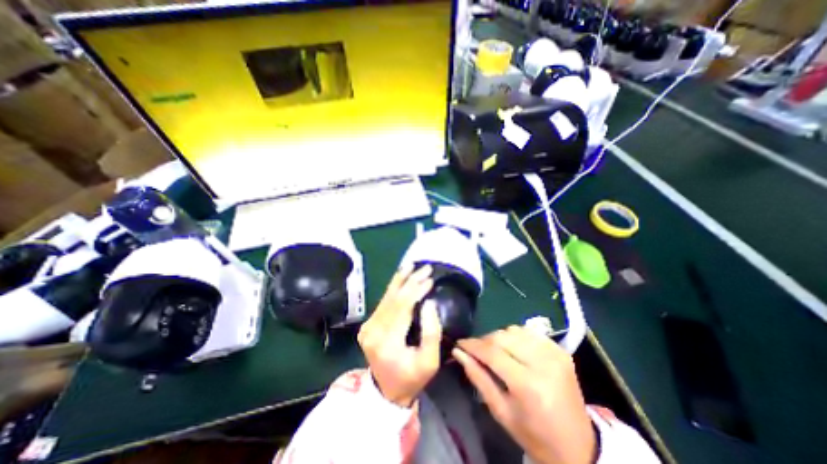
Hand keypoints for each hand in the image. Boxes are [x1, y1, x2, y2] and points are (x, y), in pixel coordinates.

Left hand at [359, 265, 441, 406]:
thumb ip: (431, 332)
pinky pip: (383, 302)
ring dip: (400, 280)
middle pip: (393, 298)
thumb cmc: (412, 378)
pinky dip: (393, 288)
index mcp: (387, 341)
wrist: (386, 392)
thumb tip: (429, 302)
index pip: (403, 307)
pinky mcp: (368, 324)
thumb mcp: (430, 361)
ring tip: (410, 266)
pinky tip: (401, 278)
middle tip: (425, 268)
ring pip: (386, 297)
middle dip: (410, 281)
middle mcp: (373, 330)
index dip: (416, 290)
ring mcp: (368, 326)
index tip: (430, 279)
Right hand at [451, 327, 595, 462]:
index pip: (492, 353)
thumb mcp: (500, 411)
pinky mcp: (560, 349)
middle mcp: (543, 363)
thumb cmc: (533, 434)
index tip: (460, 343)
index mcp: (528, 385)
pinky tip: (514, 350)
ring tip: (496, 352)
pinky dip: (516, 337)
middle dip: (484, 341)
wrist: (578, 446)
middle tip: (476, 351)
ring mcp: (554, 353)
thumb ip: (477, 377)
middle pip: (502, 337)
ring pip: (514, 330)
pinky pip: (529, 332)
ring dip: (499, 337)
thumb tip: (458, 352)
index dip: (472, 345)